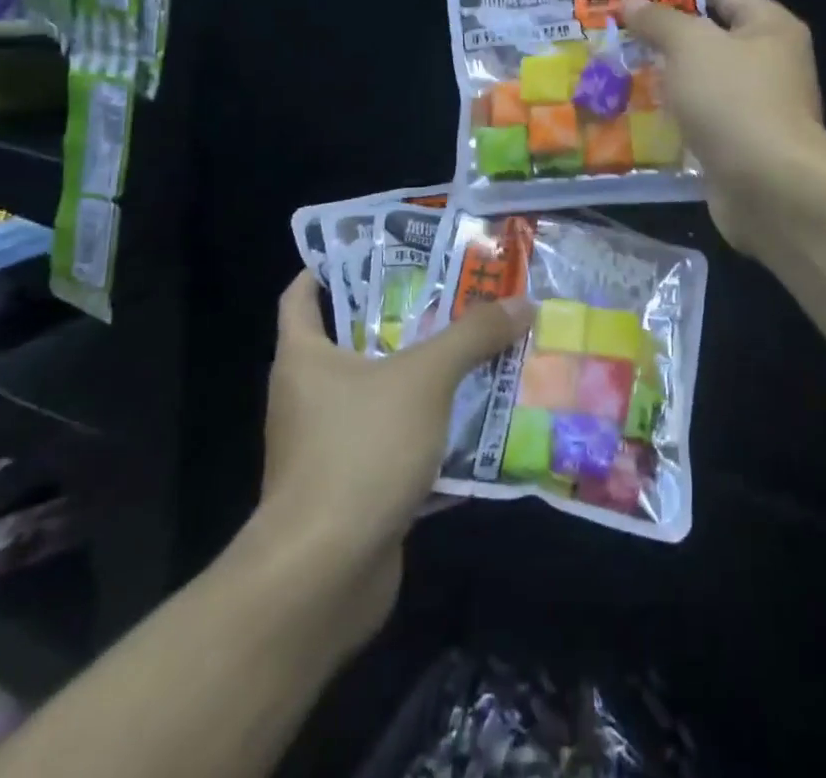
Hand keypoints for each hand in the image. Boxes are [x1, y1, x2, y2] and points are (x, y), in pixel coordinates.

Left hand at [243, 270, 532, 653]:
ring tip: (476, 349)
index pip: (304, 293)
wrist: (324, 576)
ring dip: (424, 377)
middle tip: (456, 294)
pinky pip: (395, 442)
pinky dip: (430, 430)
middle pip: (354, 340)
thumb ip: (472, 336)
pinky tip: (476, 421)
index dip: (334, 265)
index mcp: (304, 357)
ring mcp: (328, 445)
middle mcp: (308, 396)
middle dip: (404, 318)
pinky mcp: (353, 487)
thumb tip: (521, 302)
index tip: (385, 249)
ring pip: (381, 394)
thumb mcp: (424, 379)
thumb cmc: (360, 451)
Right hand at [622, 0, 824, 252]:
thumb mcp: (690, 45)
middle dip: (662, 37)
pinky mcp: (740, 145)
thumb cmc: (733, 99)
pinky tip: (634, 119)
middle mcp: (769, 62)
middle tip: (615, 37)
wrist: (769, 186)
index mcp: (770, 26)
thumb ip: (659, 20)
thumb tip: (631, 2)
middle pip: (709, 37)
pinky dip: (672, 119)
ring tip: (616, 76)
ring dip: (663, 80)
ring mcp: (756, 106)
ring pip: (700, 82)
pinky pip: (700, 121)